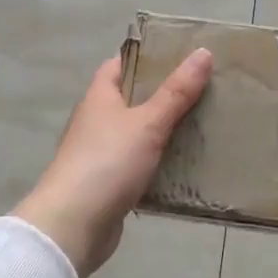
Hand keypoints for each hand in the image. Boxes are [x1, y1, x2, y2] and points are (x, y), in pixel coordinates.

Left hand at [14, 49, 213, 277]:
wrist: (74, 224)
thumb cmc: (108, 162)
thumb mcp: (147, 123)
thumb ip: (176, 92)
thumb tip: (203, 53)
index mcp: (99, 98)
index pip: (119, 65)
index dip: (146, 58)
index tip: (180, 56)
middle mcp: (95, 122)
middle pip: (131, 100)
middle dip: (163, 96)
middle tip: (203, 91)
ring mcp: (100, 154)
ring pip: (137, 135)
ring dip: (164, 132)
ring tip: (203, 126)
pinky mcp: (108, 184)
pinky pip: (138, 166)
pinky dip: (159, 164)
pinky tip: (186, 166)